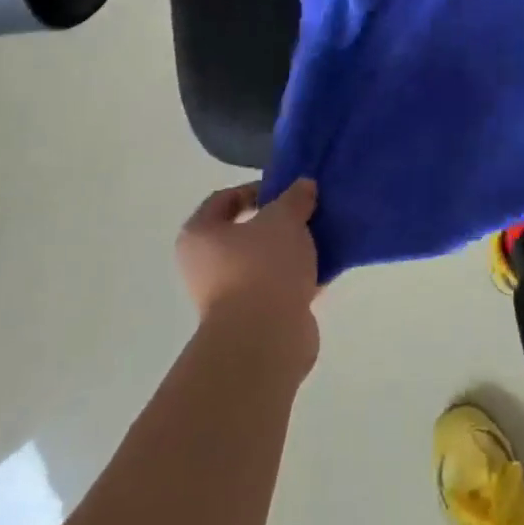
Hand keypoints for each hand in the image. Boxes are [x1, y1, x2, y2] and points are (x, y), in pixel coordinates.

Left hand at [176, 178, 320, 351]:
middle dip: (278, 222)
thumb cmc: (262, 266)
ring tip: (321, 239)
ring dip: (290, 251)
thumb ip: (295, 198)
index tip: (286, 191)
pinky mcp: (253, 319)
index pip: (223, 199)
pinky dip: (298, 279)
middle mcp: (206, 266)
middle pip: (245, 233)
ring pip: (264, 262)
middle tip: (307, 213)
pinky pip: (278, 288)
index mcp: (199, 235)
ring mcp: (228, 296)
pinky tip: (324, 269)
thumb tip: (304, 186)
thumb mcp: (283, 219)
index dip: (255, 189)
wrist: (264, 338)